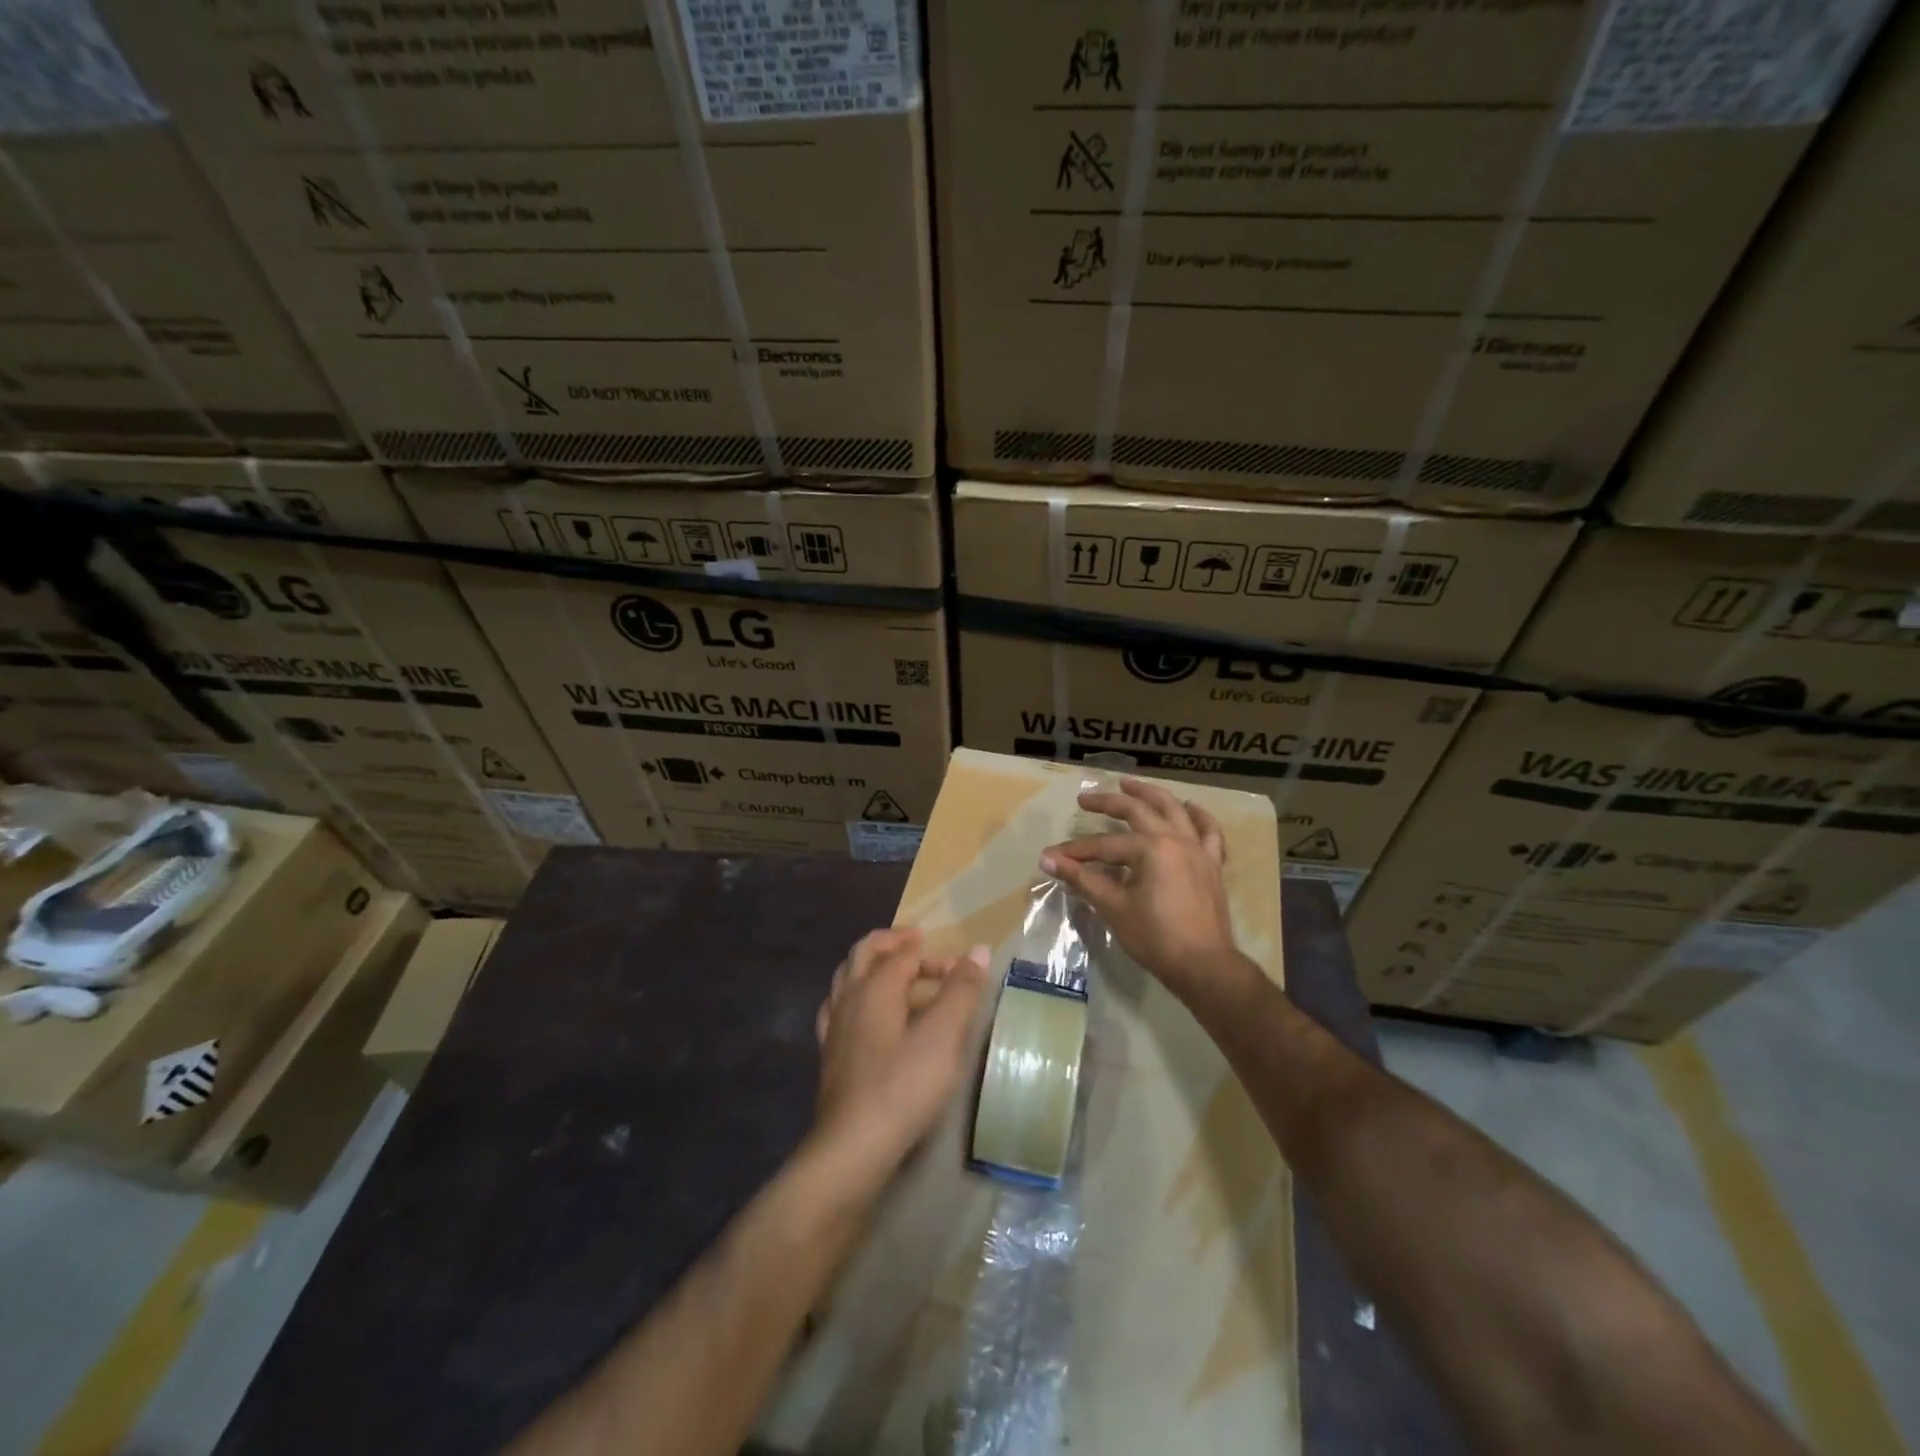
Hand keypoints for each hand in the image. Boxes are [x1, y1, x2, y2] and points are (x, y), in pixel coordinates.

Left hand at [814, 927, 989, 1182]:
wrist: (854, 1145)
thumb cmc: (904, 1085)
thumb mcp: (943, 1036)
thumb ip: (961, 990)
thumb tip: (978, 949)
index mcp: (876, 986)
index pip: (904, 953)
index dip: (933, 954)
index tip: (959, 968)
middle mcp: (849, 997)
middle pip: (865, 953)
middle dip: (892, 943)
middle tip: (917, 943)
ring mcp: (834, 1025)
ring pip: (847, 977)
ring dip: (872, 966)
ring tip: (894, 973)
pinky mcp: (830, 1053)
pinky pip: (838, 1007)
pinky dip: (855, 996)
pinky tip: (865, 1013)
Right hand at [1039, 778, 1243, 1001]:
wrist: (1204, 967)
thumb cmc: (1156, 938)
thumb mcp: (1113, 907)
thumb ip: (1082, 879)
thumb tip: (1048, 860)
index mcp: (1151, 848)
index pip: (1104, 846)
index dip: (1076, 852)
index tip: (1053, 857)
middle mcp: (1176, 839)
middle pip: (1138, 812)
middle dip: (1108, 803)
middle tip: (1085, 799)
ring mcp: (1198, 850)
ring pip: (1174, 810)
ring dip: (1150, 795)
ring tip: (1130, 785)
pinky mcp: (1212, 865)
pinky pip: (1209, 832)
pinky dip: (1199, 817)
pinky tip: (1189, 807)